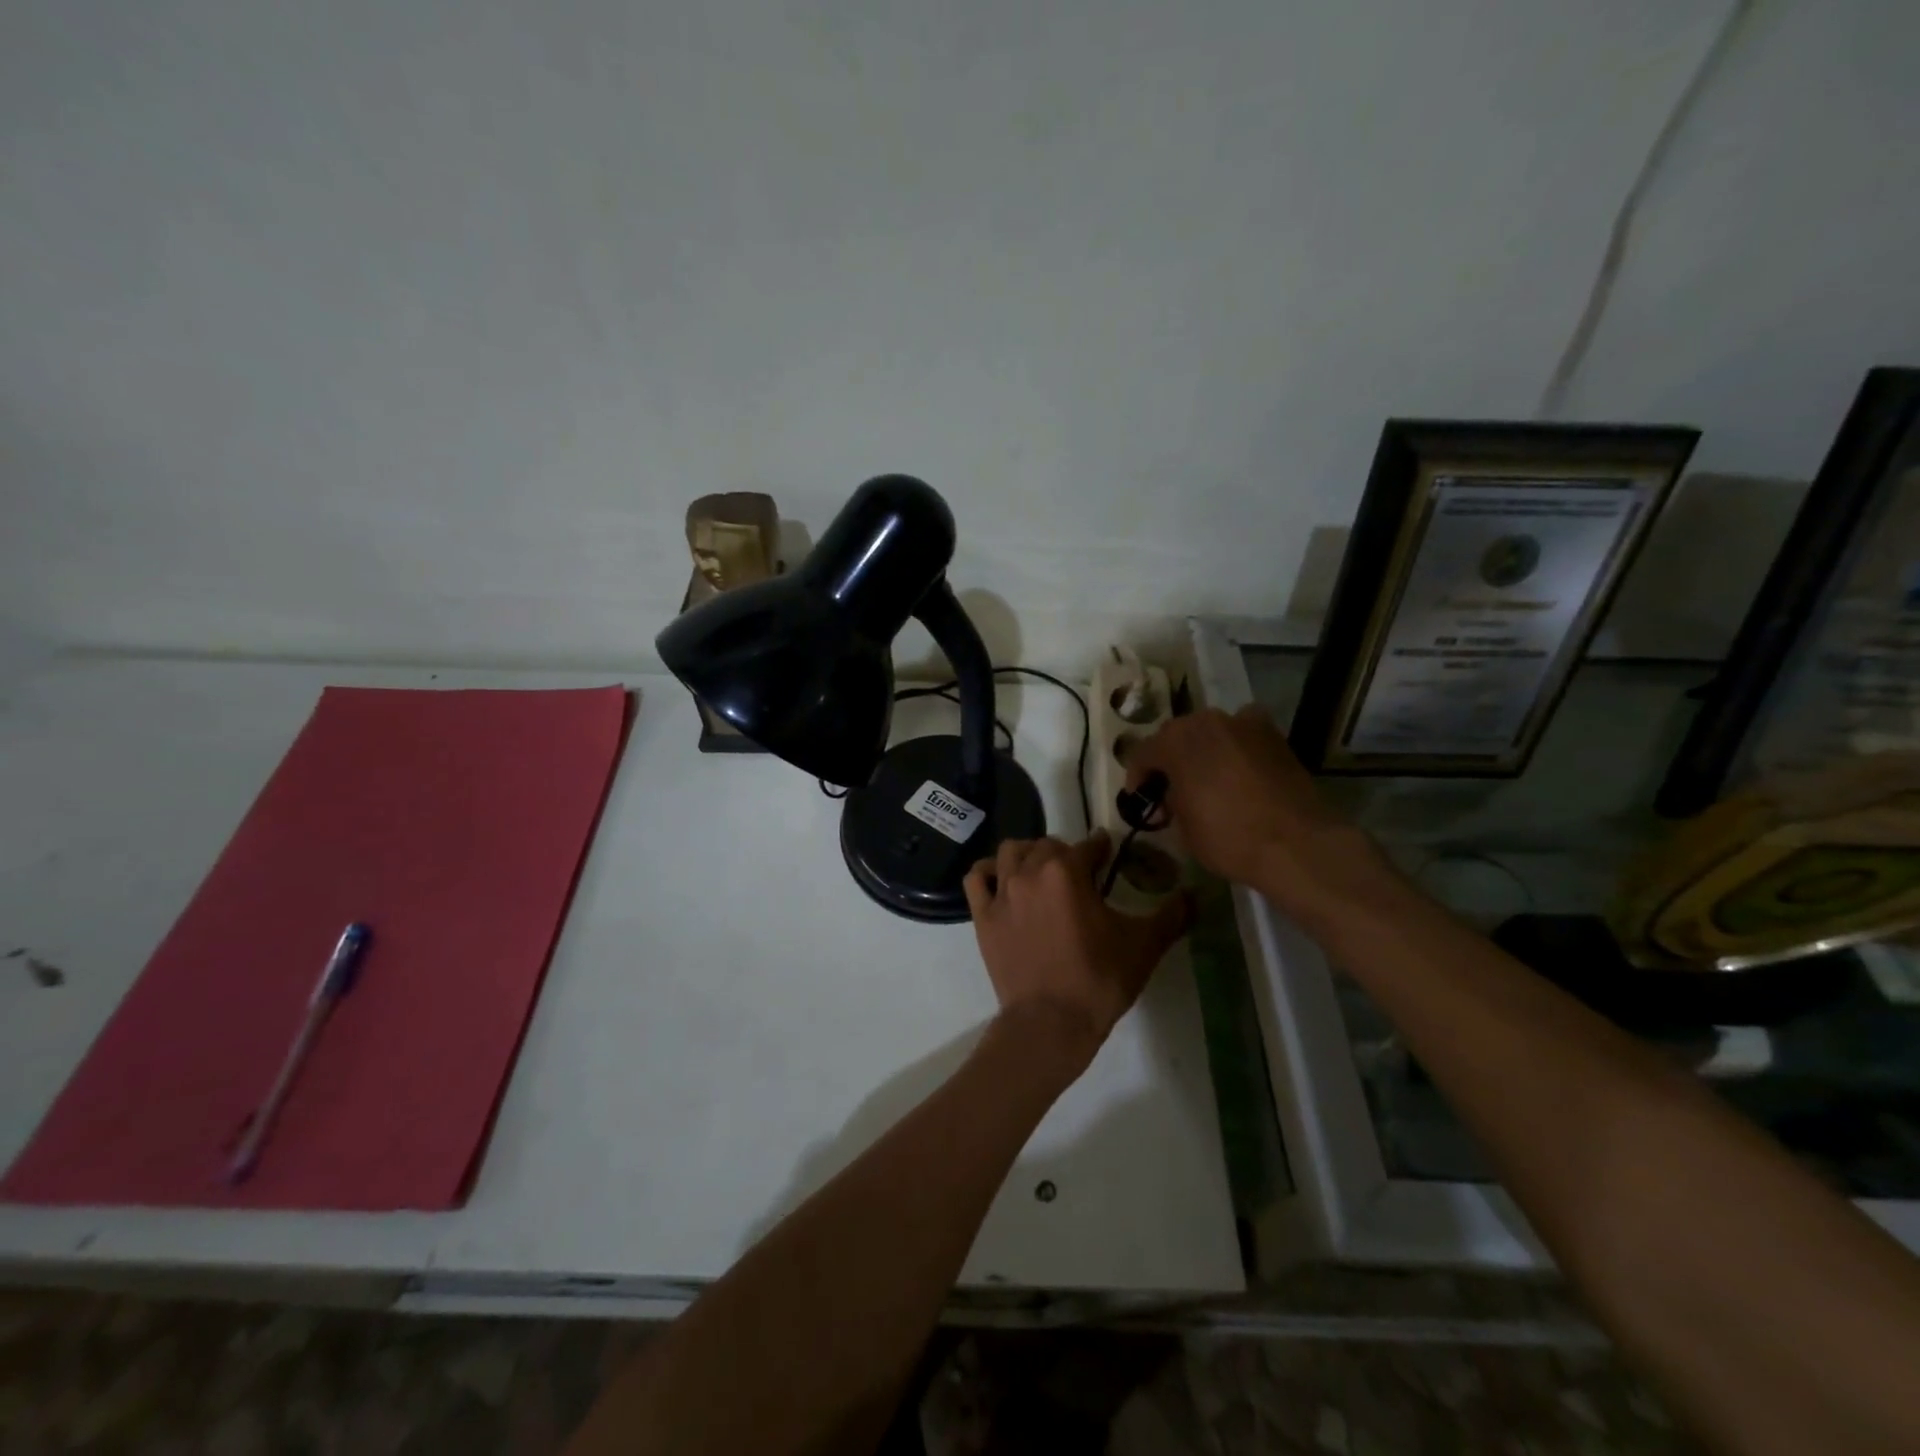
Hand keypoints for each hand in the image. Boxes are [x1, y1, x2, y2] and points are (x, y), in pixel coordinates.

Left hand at [964, 832, 1191, 1073]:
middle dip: (1066, 853)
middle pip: (1048, 845)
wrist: (1050, 1023)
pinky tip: (1002, 881)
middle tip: (1080, 875)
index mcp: (1067, 871)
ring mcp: (1002, 892)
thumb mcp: (1144, 945)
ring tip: (1041, 874)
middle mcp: (1030, 871)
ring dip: (1028, 855)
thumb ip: (1172, 914)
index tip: (1109, 855)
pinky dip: (989, 872)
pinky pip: (977, 877)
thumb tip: (1195, 894)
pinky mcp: (982, 915)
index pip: (1089, 845)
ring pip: (1010, 852)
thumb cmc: (1099, 980)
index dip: (1103, 849)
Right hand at [1124, 705, 1370, 908]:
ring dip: (1203, 751)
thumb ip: (1170, 801)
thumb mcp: (1182, 828)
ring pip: (1211, 732)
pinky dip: (1236, 747)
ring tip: (1207, 780)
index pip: (1143, 753)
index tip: (1142, 801)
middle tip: (1171, 791)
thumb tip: (1173, 794)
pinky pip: (1244, 735)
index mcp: (1176, 741)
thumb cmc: (1228, 837)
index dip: (1138, 778)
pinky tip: (1239, 771)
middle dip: (1170, 761)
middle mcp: (1207, 721)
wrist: (1296, 844)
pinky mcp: (1274, 735)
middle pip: (1177, 736)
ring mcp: (1244, 723)